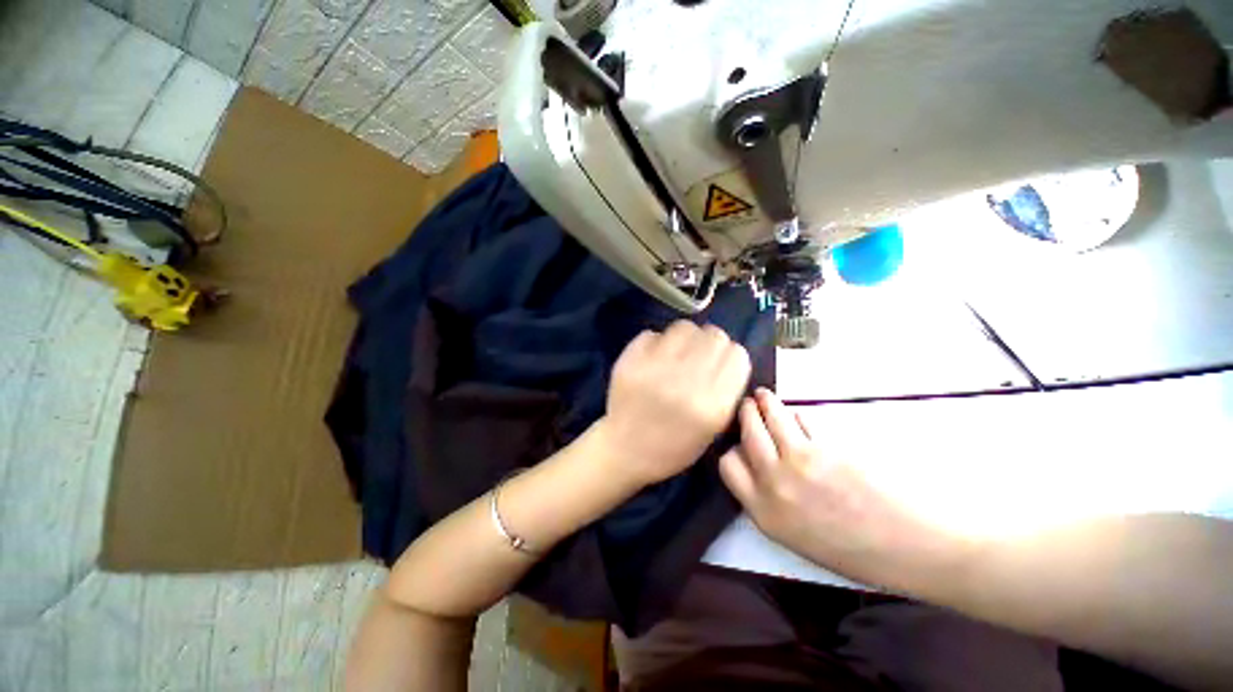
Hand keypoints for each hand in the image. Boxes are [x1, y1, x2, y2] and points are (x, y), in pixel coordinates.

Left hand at [599, 321, 750, 487]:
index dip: (730, 356)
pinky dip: (657, 341)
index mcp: (711, 405)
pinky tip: (654, 356)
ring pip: (685, 327)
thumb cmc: (673, 446)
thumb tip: (727, 353)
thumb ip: (726, 391)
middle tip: (699, 355)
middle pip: (715, 336)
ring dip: (686, 337)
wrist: (624, 449)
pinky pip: (653, 333)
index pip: (737, 355)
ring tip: (677, 352)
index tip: (721, 362)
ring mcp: (655, 367)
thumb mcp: (713, 429)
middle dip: (711, 343)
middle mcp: (686, 382)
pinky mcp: (630, 360)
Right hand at [719, 389, 972, 591]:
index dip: (734, 450)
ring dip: (764, 402)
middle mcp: (773, 484)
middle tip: (749, 405)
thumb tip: (760, 465)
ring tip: (764, 396)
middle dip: (746, 414)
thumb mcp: (797, 536)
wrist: (914, 547)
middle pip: (746, 433)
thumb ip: (769, 500)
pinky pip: (801, 420)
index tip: (742, 444)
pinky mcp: (827, 446)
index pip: (728, 465)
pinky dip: (796, 415)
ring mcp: (800, 462)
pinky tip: (798, 416)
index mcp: (764, 512)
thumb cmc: (858, 551)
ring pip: (769, 418)